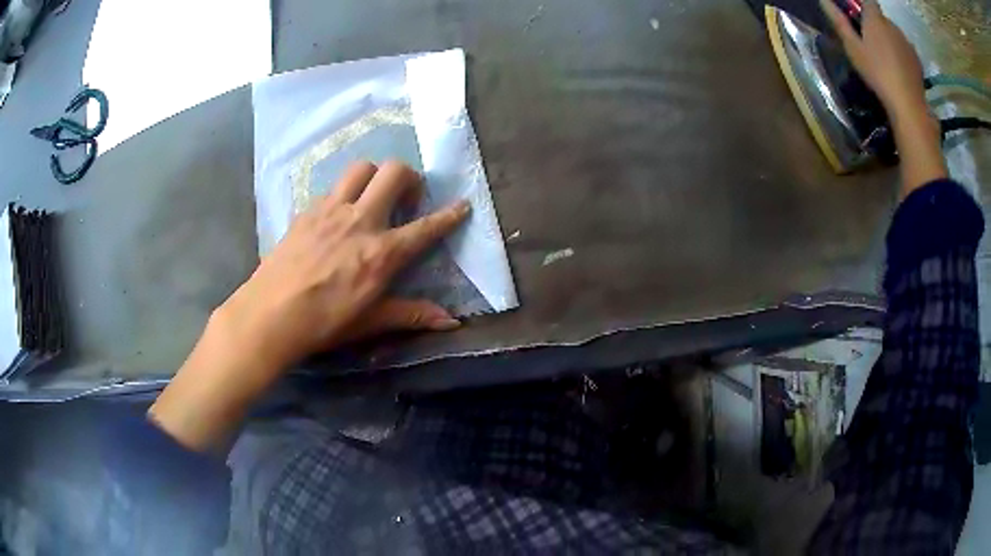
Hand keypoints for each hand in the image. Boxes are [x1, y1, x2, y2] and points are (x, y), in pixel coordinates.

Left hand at [220, 160, 468, 371]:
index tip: (462, 205)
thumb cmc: (323, 323)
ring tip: (373, 197)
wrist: (269, 314)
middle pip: (394, 172)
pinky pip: (333, 187)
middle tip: (407, 197)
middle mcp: (360, 221)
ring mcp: (331, 210)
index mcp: (381, 253)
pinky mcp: (308, 210)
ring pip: (361, 168)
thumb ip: (411, 314)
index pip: (425, 227)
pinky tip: (339, 216)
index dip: (449, 215)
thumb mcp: (370, 321)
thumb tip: (451, 322)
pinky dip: (345, 193)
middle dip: (410, 177)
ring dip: (375, 175)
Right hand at [820, 0, 925, 117]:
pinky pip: (906, 50)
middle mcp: (892, 25)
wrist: (908, 105)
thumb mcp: (853, 48)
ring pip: (895, 34)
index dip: (864, 5)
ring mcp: (907, 42)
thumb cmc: (878, 73)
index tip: (860, 17)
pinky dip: (902, 55)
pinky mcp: (917, 60)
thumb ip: (839, 22)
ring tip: (886, 60)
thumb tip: (824, 1)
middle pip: (882, 18)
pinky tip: (899, 70)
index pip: (868, 0)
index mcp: (875, 18)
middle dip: (877, 26)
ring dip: (890, 41)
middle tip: (871, 44)